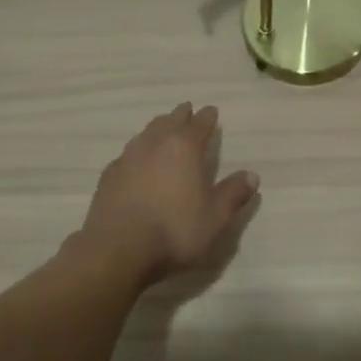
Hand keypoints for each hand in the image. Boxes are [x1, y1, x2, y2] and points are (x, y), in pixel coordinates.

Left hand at [77, 103, 258, 286]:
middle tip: (187, 110)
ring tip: (162, 129)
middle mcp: (154, 145)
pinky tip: (137, 161)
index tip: (211, 110)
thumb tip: (251, 175)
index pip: (199, 124)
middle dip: (180, 116)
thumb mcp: (216, 217)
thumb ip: (233, 193)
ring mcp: (127, 159)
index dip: (207, 117)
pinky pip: (128, 154)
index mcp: (184, 148)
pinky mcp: (108, 177)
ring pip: (146, 134)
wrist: (118, 250)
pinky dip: (138, 152)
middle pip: (169, 121)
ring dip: (157, 128)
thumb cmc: (175, 230)